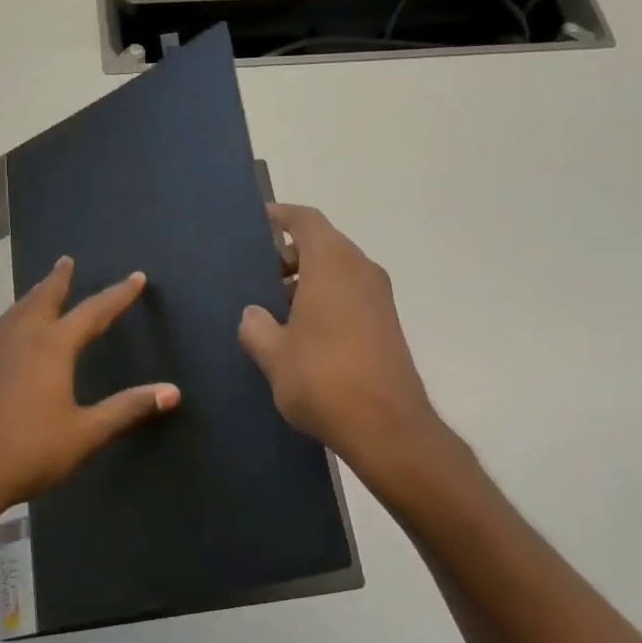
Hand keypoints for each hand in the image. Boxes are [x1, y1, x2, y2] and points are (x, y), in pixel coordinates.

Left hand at [0, 256, 179, 536]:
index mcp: (52, 348)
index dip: (117, 295)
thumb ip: (127, 408)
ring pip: (19, 312)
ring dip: (34, 295)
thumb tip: (172, 391)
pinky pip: (6, 328)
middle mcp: (24, 341)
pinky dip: (18, 315)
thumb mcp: (86, 432)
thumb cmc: (31, 450)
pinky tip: (18, 333)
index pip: (92, 312)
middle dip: (58, 280)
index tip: (136, 278)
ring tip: (42, 288)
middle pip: (44, 299)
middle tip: (66, 260)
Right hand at [238, 204, 436, 470]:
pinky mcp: (386, 323)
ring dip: (306, 281)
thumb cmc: (323, 379)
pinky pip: (349, 294)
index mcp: (332, 263)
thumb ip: (256, 326)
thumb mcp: (274, 354)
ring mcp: (379, 297)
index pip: (305, 220)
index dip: (280, 216)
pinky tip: (301, 332)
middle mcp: (361, 270)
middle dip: (288, 255)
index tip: (257, 222)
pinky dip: (325, 299)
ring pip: (337, 271)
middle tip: (256, 277)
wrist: (387, 426)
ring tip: (273, 309)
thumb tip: (254, 314)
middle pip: (322, 244)